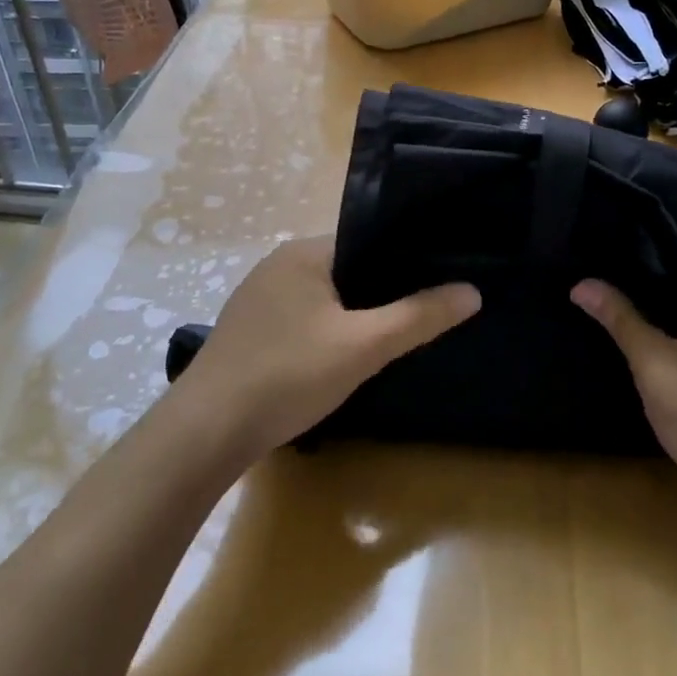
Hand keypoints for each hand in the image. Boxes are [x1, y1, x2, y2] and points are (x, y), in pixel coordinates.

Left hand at [177, 235, 479, 462]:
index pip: (367, 241)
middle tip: (422, 316)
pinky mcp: (248, 332)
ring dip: (353, 316)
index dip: (405, 260)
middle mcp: (278, 265)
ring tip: (390, 339)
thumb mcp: (363, 346)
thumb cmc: (287, 375)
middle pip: (347, 269)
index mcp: (303, 252)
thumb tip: (472, 291)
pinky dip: (326, 333)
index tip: (439, 282)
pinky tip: (340, 361)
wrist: (204, 434)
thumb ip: (419, 316)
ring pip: (324, 298)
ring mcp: (258, 299)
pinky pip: (302, 320)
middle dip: (382, 292)